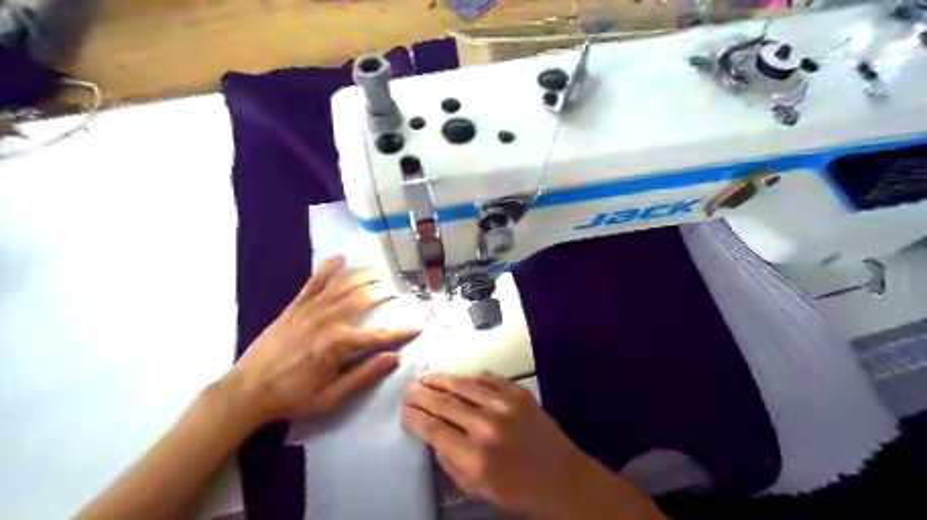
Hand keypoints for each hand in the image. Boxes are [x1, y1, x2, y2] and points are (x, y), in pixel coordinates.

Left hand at [226, 255, 417, 430]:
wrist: (246, 392)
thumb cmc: (292, 398)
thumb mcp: (331, 397)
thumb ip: (364, 376)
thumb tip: (393, 358)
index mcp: (338, 345)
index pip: (380, 334)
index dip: (402, 330)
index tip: (419, 325)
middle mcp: (328, 321)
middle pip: (364, 299)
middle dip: (387, 293)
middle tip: (402, 291)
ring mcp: (310, 310)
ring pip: (344, 285)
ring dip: (365, 275)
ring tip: (382, 271)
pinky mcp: (295, 307)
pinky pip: (313, 282)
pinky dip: (327, 268)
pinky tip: (340, 257)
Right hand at [403, 373, 588, 515]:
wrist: (562, 478)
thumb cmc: (517, 490)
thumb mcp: (475, 487)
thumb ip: (450, 460)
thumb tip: (432, 435)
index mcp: (474, 456)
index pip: (433, 429)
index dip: (414, 418)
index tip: (404, 411)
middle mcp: (486, 426)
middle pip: (444, 403)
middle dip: (422, 395)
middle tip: (408, 388)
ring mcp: (505, 405)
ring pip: (463, 385)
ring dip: (441, 380)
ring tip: (426, 377)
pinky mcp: (520, 393)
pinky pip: (488, 379)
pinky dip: (471, 378)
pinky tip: (460, 378)